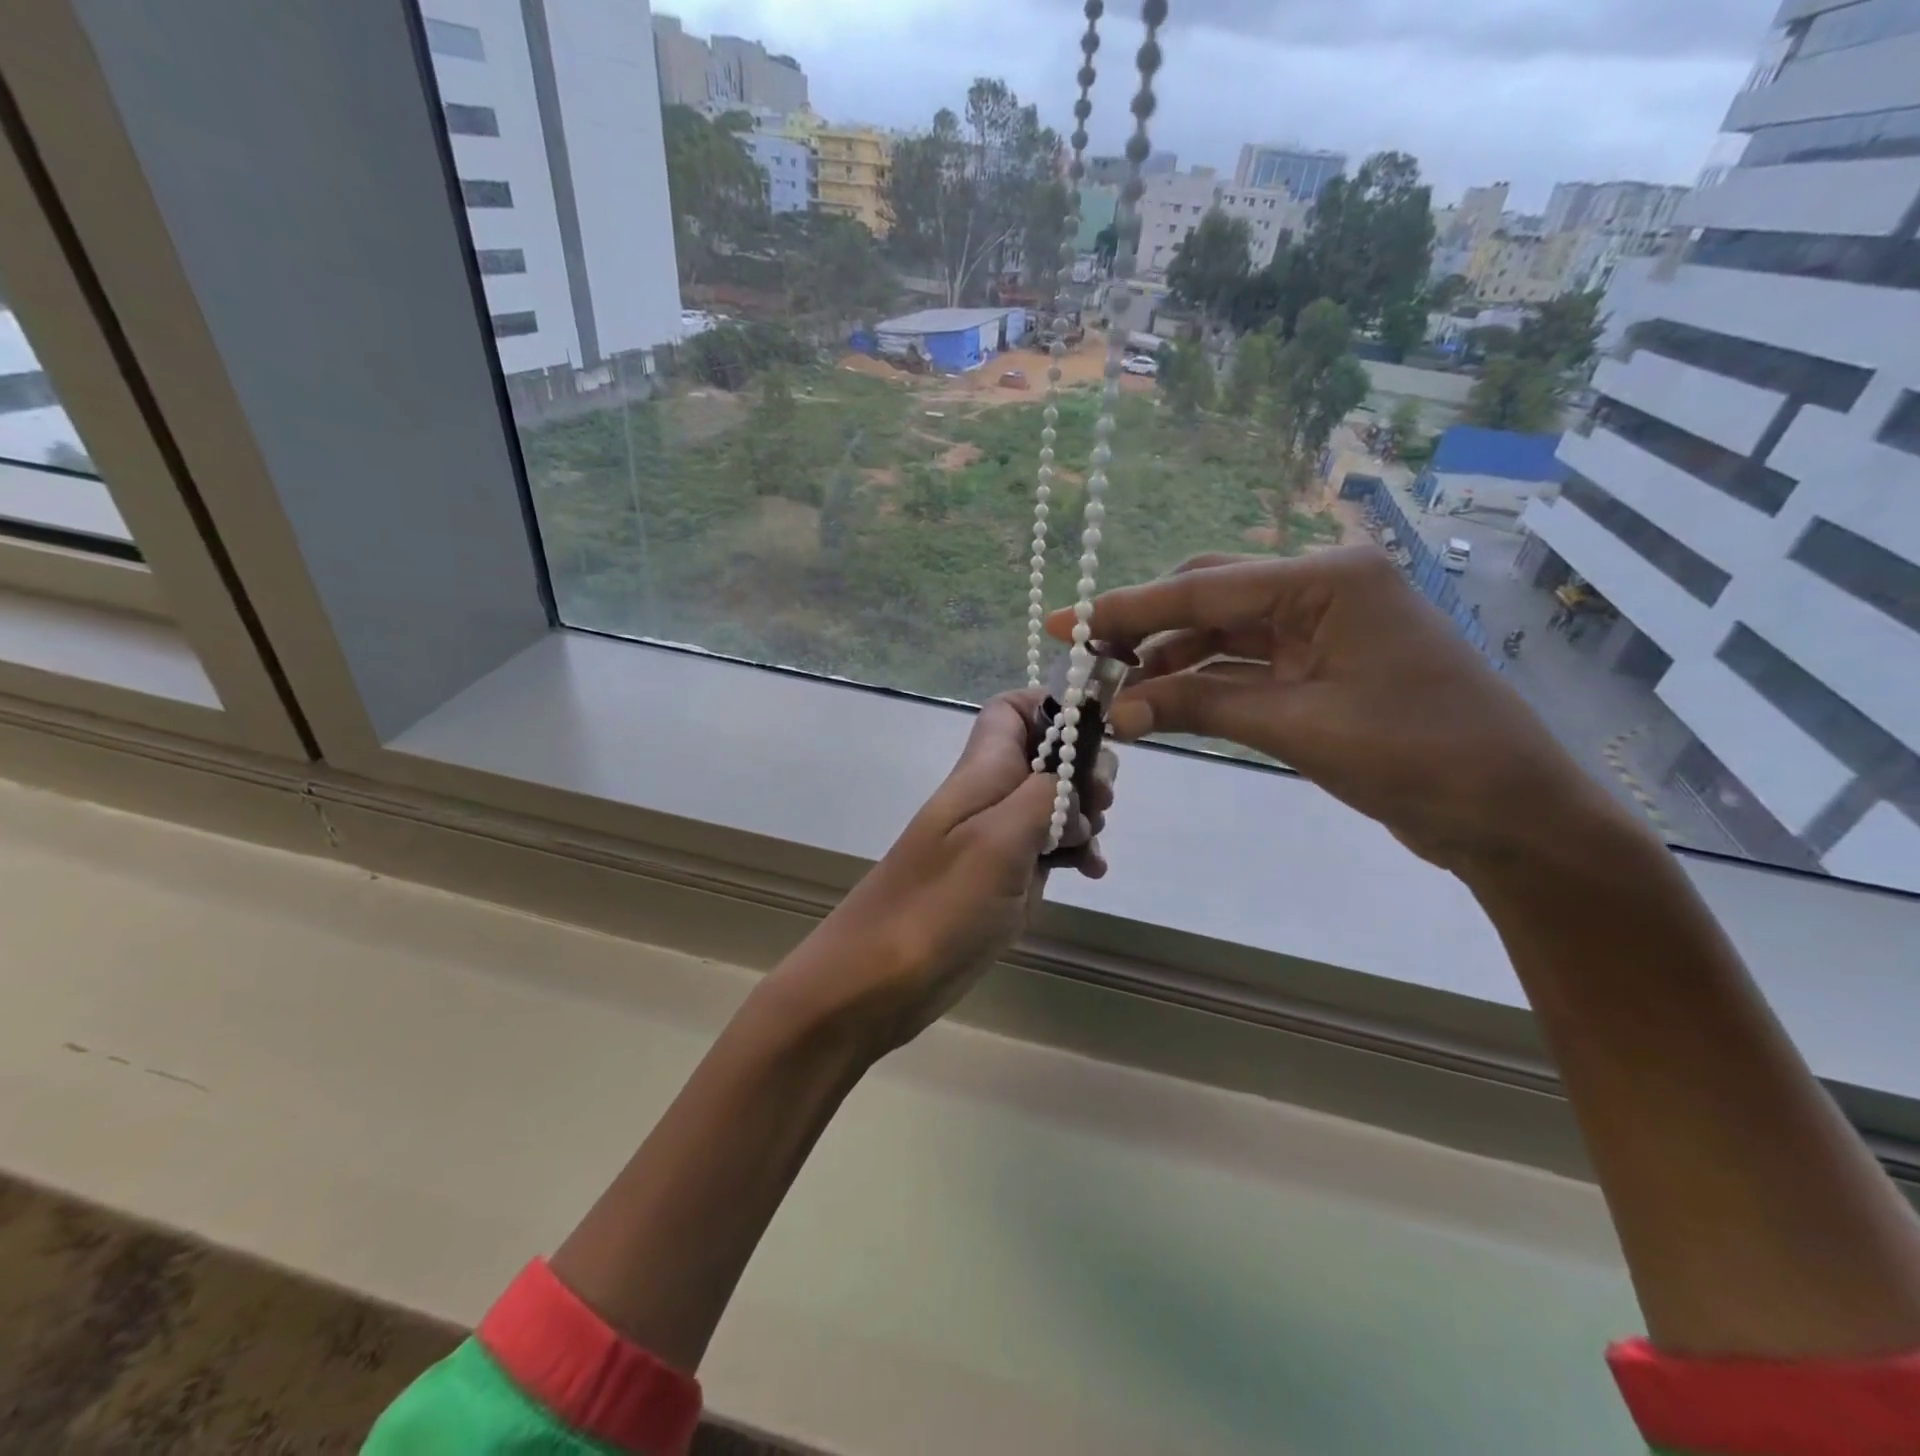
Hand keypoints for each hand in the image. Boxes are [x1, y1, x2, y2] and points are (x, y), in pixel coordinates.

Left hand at [776, 689, 1113, 1056]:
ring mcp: (994, 840)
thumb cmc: (938, 905)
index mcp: (981, 772)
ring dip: (1082, 817)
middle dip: (1082, 770)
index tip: (1096, 733)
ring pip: (1050, 804)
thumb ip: (1044, 794)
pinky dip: (1071, 853)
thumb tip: (1074, 772)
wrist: (878, 980)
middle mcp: (988, 797)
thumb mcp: (999, 840)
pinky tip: (1090, 873)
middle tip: (1100, 804)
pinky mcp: (1000, 879)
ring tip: (1092, 846)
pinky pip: (1044, 849)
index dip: (1052, 708)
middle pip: (1043, 757)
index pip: (1011, 710)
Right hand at [1048, 548, 1635, 877]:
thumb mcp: (1298, 727)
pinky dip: (1203, 685)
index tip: (1063, 620)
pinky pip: (1246, 667)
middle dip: (1145, 626)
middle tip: (1085, 656)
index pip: (1204, 590)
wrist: (1512, 815)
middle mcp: (1322, 590)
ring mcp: (1324, 629)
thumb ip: (1201, 707)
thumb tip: (1118, 712)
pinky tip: (1162, 704)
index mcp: (1327, 580)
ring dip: (1171, 662)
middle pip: (1211, 597)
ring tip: (1117, 694)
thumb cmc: (1418, 756)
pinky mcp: (1322, 669)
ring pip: (1224, 633)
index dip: (1126, 608)